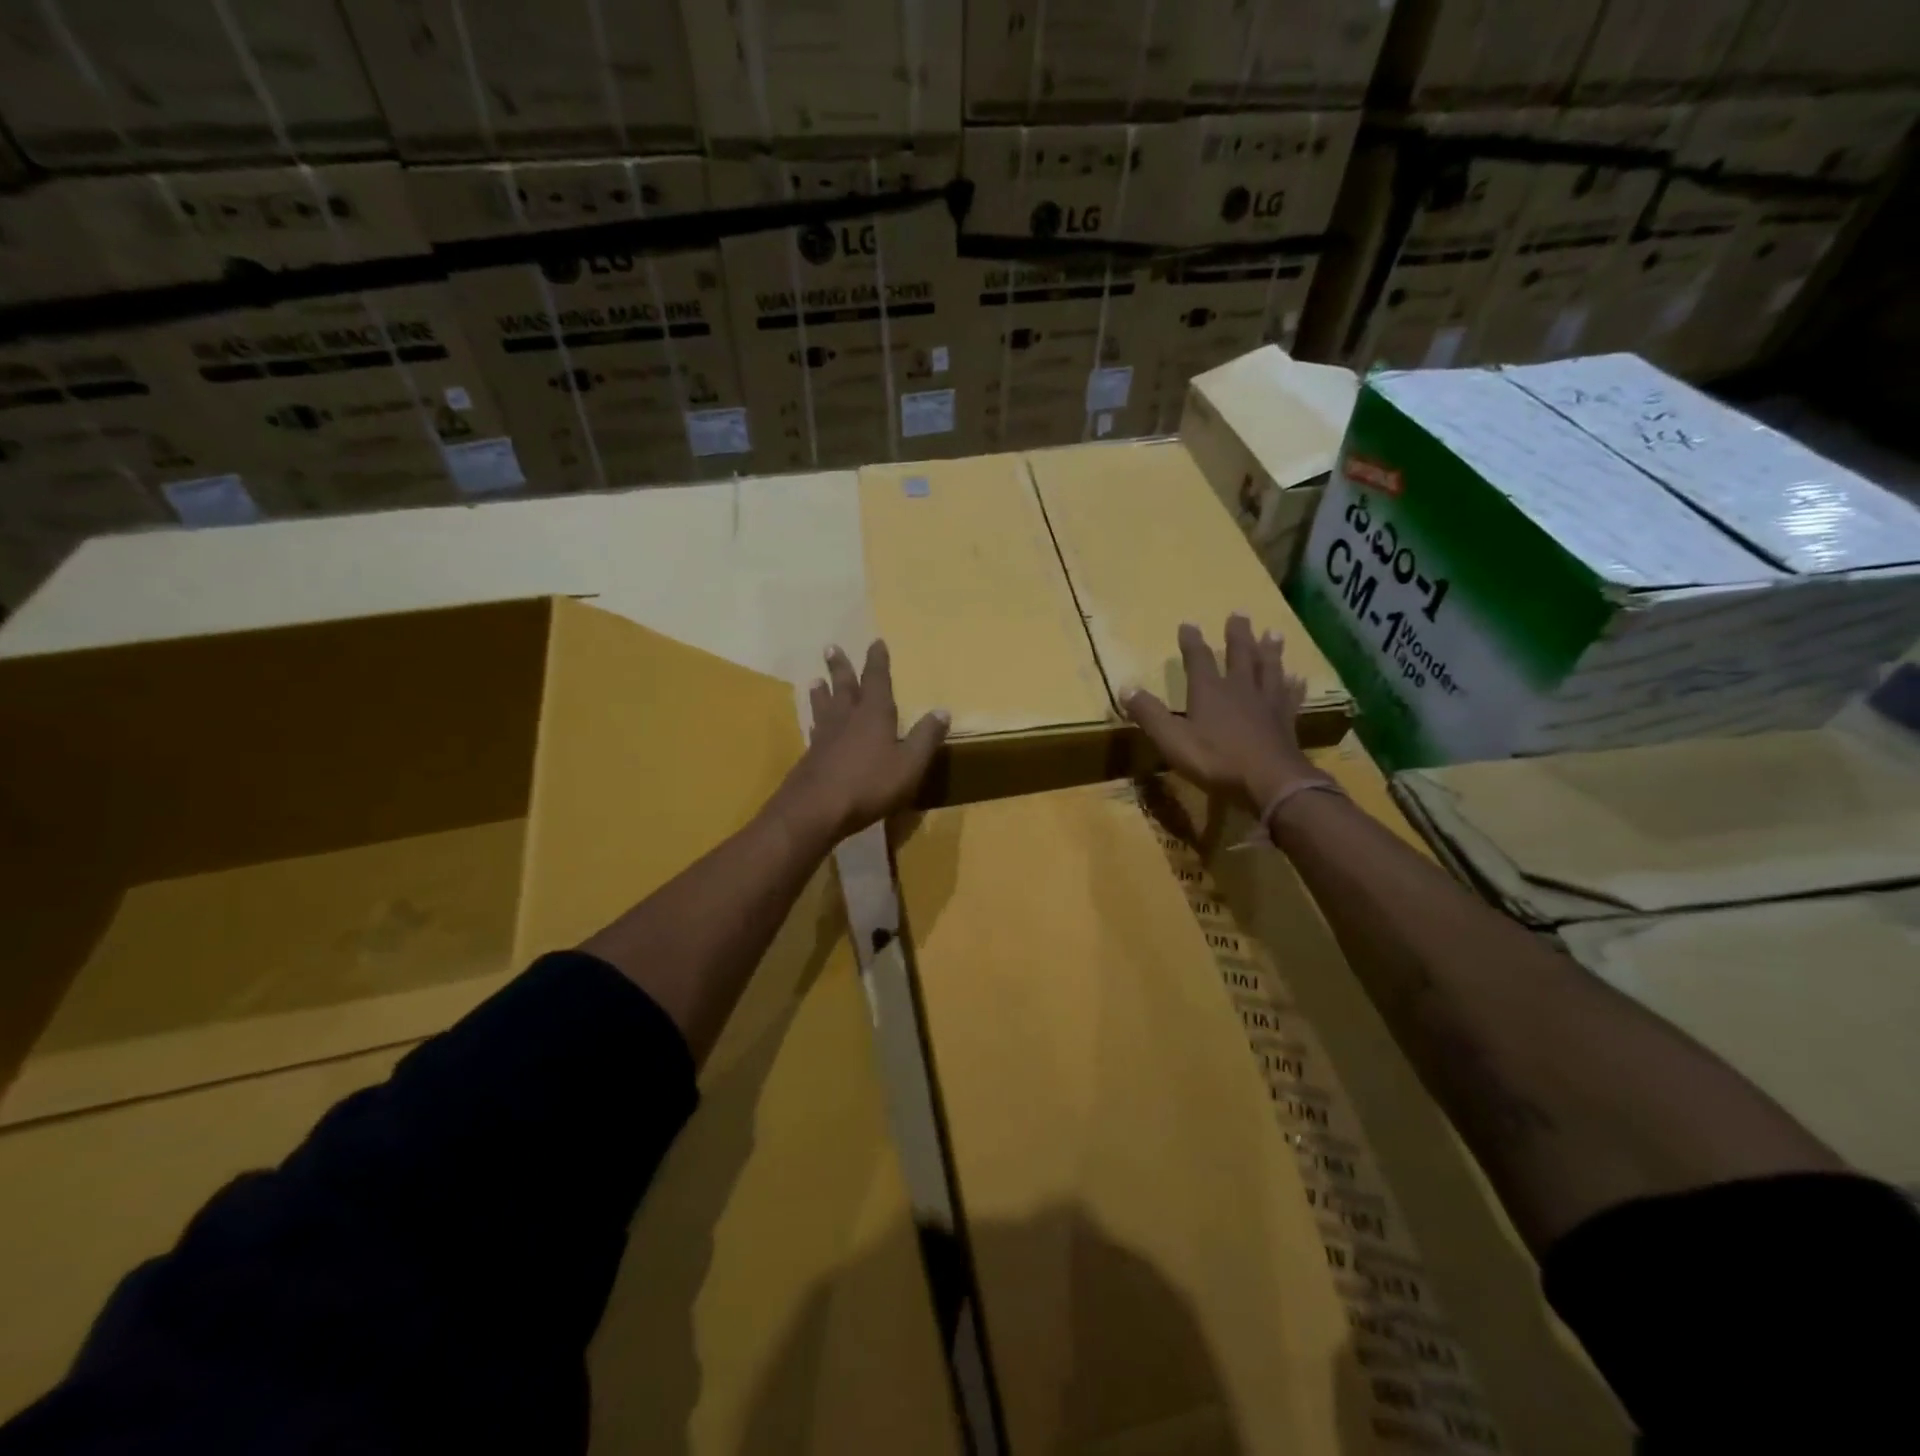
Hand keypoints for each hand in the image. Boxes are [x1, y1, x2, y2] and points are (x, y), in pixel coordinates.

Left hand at [774, 640, 949, 845]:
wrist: (816, 810)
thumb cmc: (870, 784)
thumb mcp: (909, 764)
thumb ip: (925, 737)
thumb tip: (942, 710)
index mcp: (874, 714)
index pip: (877, 680)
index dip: (877, 661)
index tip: (875, 642)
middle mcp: (847, 718)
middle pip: (844, 687)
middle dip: (841, 667)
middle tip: (831, 648)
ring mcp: (825, 737)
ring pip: (824, 706)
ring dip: (822, 692)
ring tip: (816, 680)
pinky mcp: (811, 756)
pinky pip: (815, 729)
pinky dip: (815, 720)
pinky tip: (814, 725)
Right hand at [1122, 615, 1318, 812]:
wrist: (1270, 781)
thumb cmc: (1216, 760)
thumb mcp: (1172, 739)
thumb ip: (1149, 714)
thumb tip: (1126, 687)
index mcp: (1210, 691)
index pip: (1198, 659)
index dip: (1192, 641)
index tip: (1188, 623)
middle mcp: (1240, 689)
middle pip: (1240, 655)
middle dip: (1237, 635)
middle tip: (1239, 614)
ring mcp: (1267, 704)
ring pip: (1269, 669)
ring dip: (1270, 651)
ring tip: (1273, 634)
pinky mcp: (1286, 721)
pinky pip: (1290, 697)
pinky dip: (1294, 686)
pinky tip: (1298, 679)